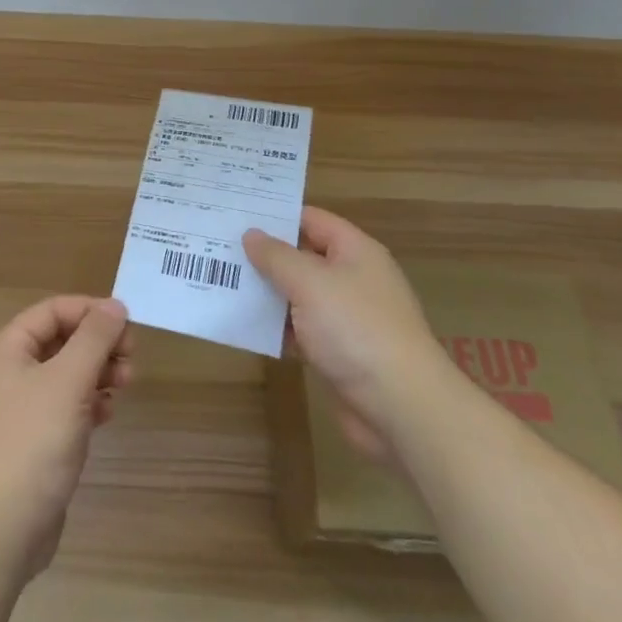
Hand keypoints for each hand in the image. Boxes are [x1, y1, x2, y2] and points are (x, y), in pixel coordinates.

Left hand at [0, 296, 133, 581]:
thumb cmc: (32, 442)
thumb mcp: (68, 381)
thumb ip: (94, 338)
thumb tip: (115, 305)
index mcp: (7, 349)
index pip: (53, 311)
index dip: (90, 311)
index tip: (127, 324)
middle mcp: (9, 373)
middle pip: (61, 341)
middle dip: (98, 345)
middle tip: (131, 359)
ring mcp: (19, 410)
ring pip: (66, 375)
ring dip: (98, 372)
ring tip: (126, 384)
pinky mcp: (32, 442)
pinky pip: (65, 407)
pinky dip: (88, 403)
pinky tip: (108, 413)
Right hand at [244, 206, 436, 462]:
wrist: (402, 408)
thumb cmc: (356, 329)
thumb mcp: (310, 282)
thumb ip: (277, 256)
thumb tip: (251, 234)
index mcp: (355, 251)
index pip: (311, 219)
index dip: (276, 215)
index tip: (237, 213)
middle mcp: (353, 279)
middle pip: (303, 257)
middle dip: (265, 255)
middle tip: (219, 248)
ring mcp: (347, 318)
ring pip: (300, 296)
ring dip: (268, 293)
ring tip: (222, 283)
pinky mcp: (340, 354)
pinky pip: (302, 331)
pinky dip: (278, 328)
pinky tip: (245, 326)